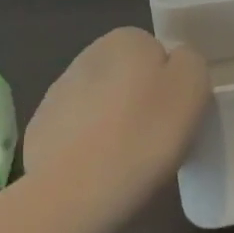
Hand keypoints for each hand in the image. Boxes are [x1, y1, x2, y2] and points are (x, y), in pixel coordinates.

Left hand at [22, 28, 210, 228]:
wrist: (73, 193)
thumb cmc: (143, 134)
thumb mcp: (192, 87)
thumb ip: (189, 62)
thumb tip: (174, 63)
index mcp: (126, 39)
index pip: (158, 54)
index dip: (171, 86)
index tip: (176, 118)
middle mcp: (88, 56)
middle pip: (129, 78)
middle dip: (142, 104)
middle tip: (157, 142)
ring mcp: (58, 94)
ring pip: (102, 106)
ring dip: (115, 126)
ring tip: (127, 164)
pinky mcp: (41, 131)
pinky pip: (78, 135)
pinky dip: (89, 150)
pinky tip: (97, 174)